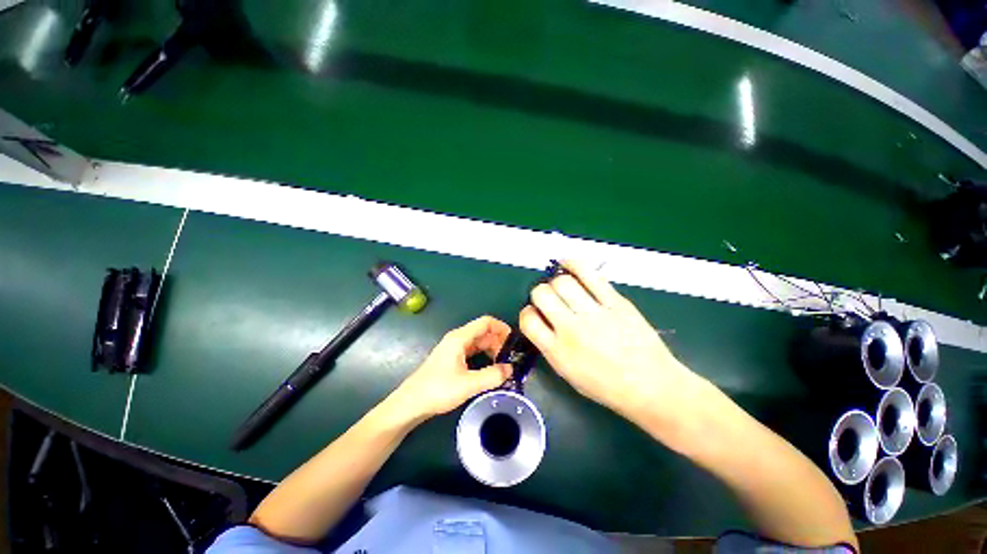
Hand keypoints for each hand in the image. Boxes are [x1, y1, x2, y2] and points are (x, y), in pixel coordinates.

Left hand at [393, 316, 512, 420]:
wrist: (411, 403)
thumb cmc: (438, 390)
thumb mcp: (468, 384)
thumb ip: (492, 376)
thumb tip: (511, 369)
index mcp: (460, 337)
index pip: (486, 322)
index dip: (501, 328)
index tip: (514, 342)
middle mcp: (458, 339)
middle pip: (483, 332)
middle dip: (499, 342)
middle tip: (510, 359)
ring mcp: (454, 349)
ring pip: (479, 343)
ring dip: (492, 350)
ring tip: (503, 366)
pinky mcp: (453, 359)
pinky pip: (473, 352)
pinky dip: (484, 357)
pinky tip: (490, 370)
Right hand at [519, 261, 702, 422]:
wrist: (652, 387)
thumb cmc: (607, 386)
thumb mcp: (568, 373)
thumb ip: (549, 346)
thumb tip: (540, 319)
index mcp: (557, 352)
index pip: (528, 319)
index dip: (527, 312)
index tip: (536, 313)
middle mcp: (571, 329)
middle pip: (541, 294)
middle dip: (539, 293)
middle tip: (550, 299)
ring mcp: (594, 313)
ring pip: (562, 282)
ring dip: (556, 281)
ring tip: (561, 285)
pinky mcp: (615, 301)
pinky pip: (589, 274)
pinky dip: (573, 264)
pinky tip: (567, 264)